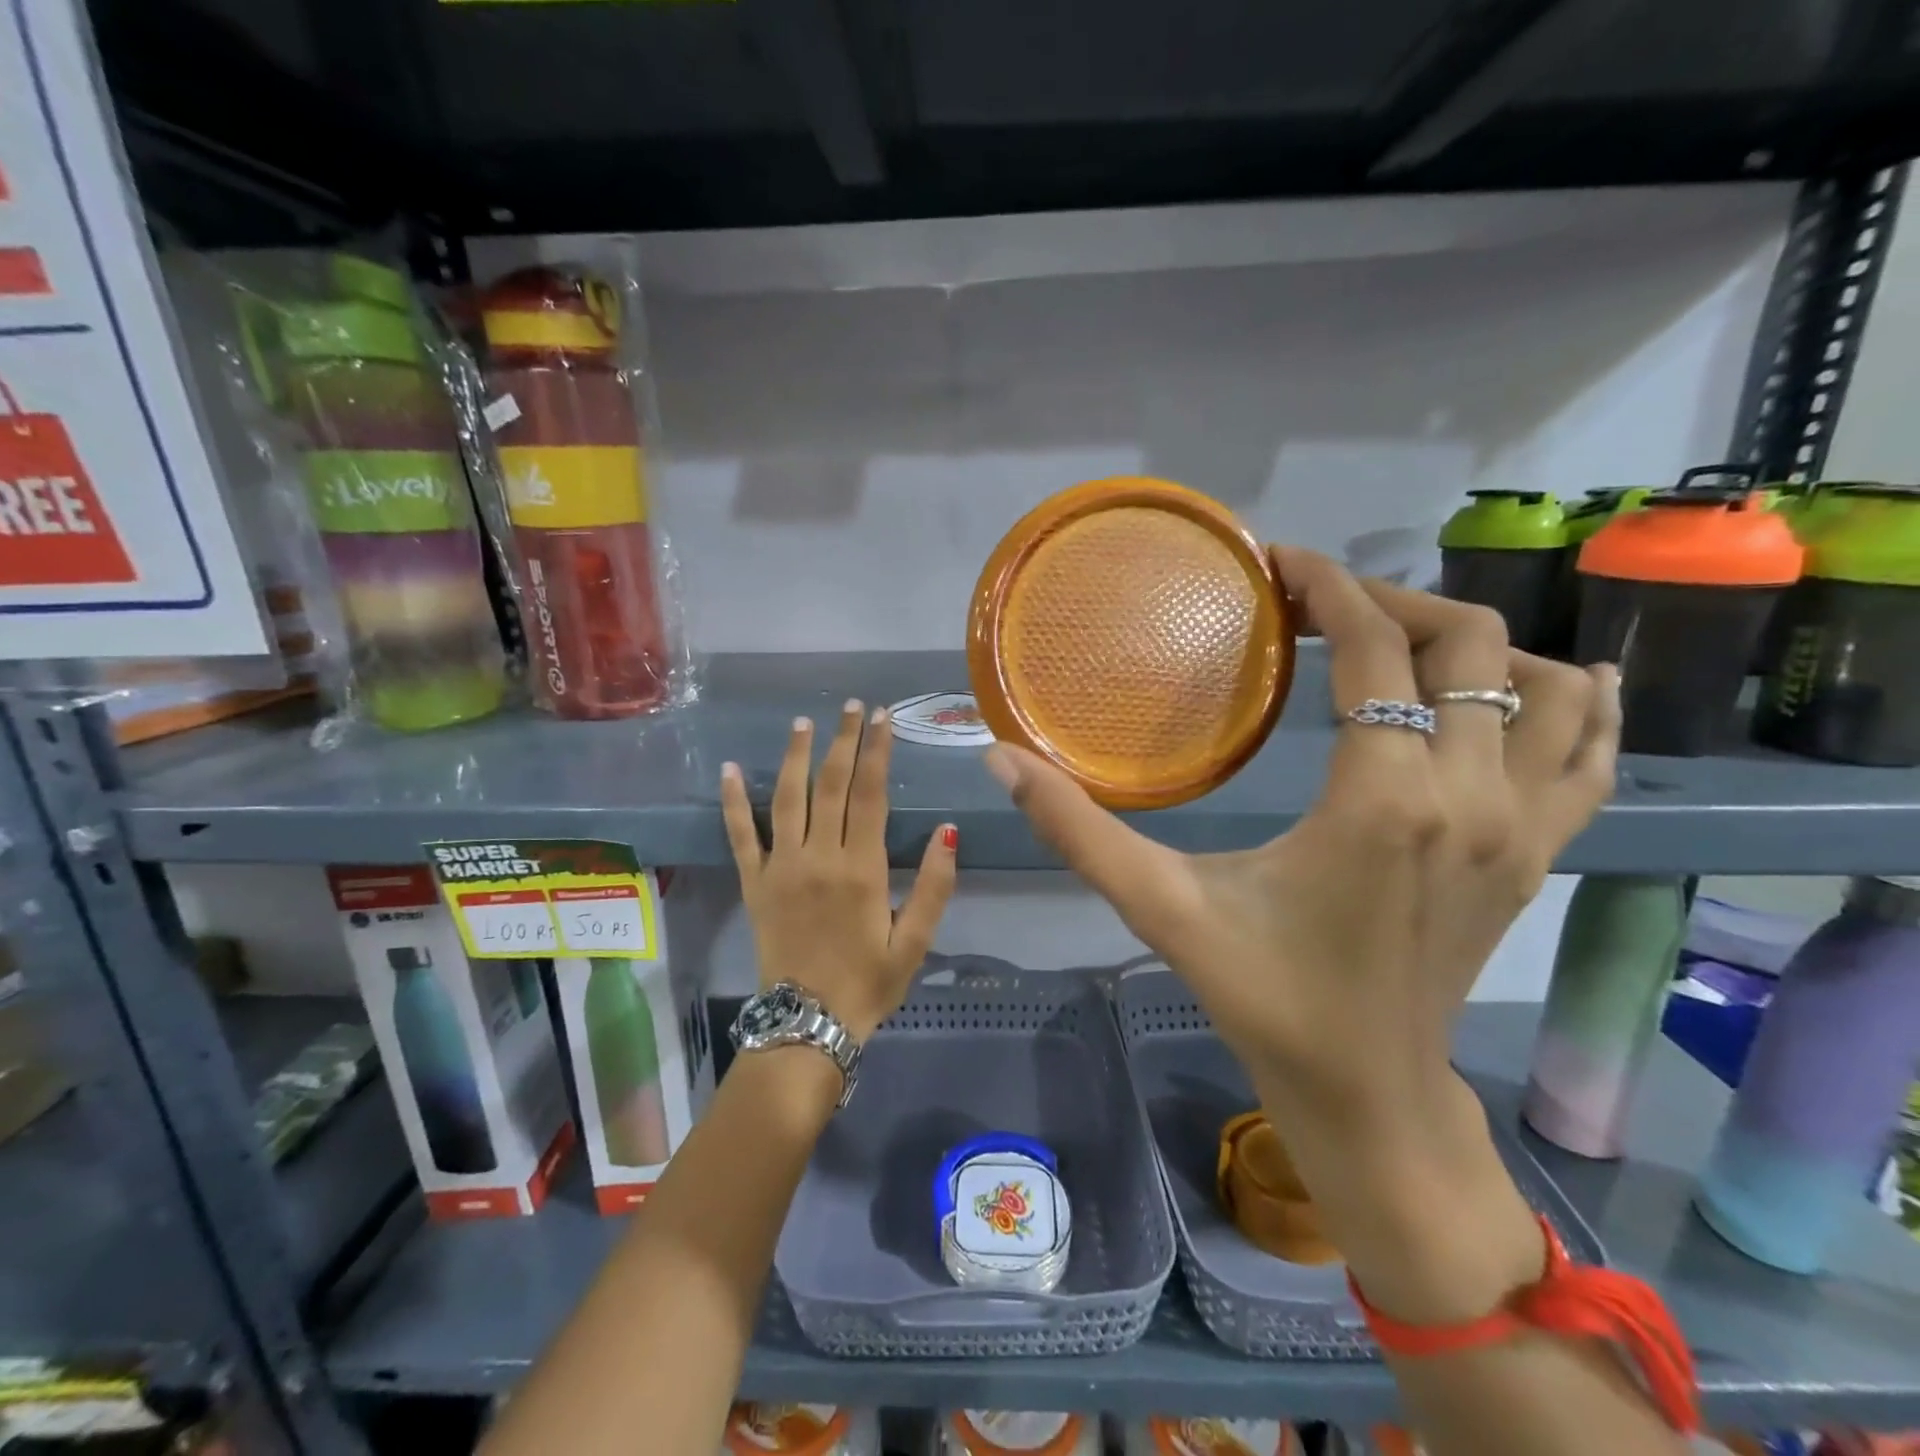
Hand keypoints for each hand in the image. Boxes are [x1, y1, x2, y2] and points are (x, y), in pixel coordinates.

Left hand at [721, 701, 957, 1039]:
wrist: (807, 1024)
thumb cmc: (868, 983)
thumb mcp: (916, 942)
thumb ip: (935, 887)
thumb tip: (948, 831)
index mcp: (862, 869)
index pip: (870, 794)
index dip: (877, 751)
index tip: (882, 718)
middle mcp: (819, 857)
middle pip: (831, 785)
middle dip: (843, 740)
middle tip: (852, 706)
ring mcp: (781, 868)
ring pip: (788, 798)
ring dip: (797, 756)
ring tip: (805, 722)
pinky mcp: (754, 883)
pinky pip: (740, 835)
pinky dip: (733, 801)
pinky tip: (731, 769)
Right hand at [984, 547, 1619, 1134]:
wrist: (1365, 1092)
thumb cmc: (1262, 996)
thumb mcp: (1160, 907)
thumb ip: (1077, 829)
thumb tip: (1001, 760)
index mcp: (1382, 801)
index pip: (1376, 647)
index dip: (1329, 586)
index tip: (1280, 565)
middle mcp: (1472, 798)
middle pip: (1466, 644)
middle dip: (1390, 601)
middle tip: (1319, 605)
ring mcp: (1522, 827)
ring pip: (1546, 685)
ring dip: (1475, 643)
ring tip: (1399, 642)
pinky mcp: (1538, 854)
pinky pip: (1591, 751)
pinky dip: (1572, 701)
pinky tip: (1536, 684)